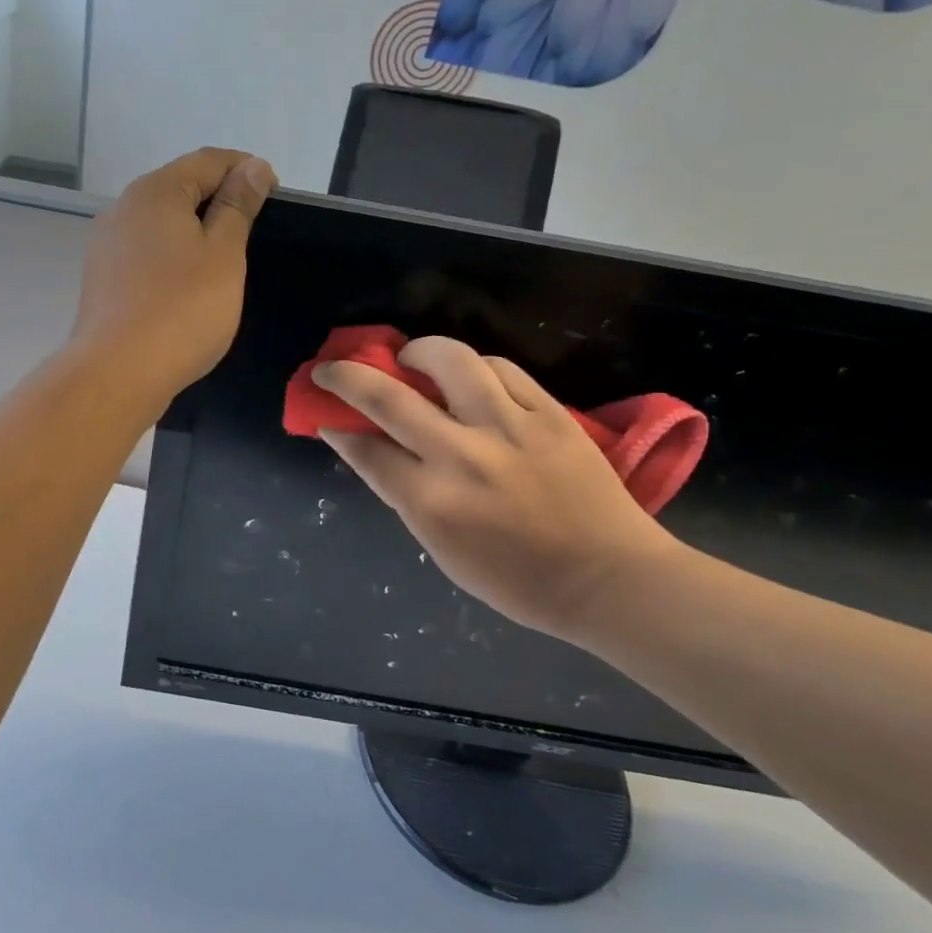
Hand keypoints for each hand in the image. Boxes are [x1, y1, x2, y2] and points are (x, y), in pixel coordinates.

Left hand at [72, 148, 276, 416]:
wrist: (118, 372)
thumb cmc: (182, 309)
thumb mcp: (224, 254)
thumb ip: (238, 206)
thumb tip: (253, 167)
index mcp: (156, 192)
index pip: (209, 160)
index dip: (246, 170)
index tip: (275, 195)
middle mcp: (124, 208)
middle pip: (181, 188)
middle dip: (220, 199)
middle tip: (255, 230)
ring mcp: (108, 245)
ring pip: (162, 223)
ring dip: (196, 231)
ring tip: (226, 260)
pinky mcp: (104, 279)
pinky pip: (147, 253)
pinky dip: (174, 257)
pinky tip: (189, 285)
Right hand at [315, 337, 679, 638]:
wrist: (608, 578)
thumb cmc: (518, 580)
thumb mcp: (443, 551)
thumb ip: (406, 495)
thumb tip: (374, 450)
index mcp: (433, 502)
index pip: (366, 450)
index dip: (336, 427)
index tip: (324, 413)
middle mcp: (463, 456)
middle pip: (388, 397)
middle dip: (346, 376)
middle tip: (332, 367)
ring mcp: (510, 428)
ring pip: (450, 360)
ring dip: (417, 352)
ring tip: (412, 359)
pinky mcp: (550, 413)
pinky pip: (501, 369)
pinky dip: (474, 368)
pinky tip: (469, 378)